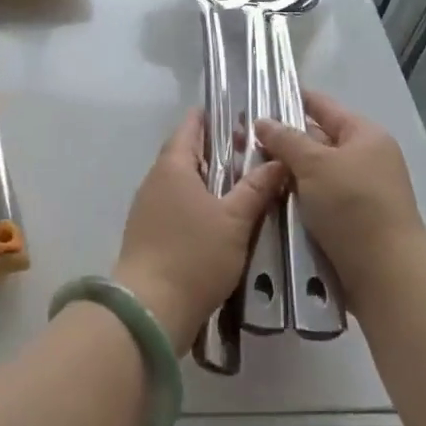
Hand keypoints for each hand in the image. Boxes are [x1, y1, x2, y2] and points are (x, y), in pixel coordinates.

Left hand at [113, 110, 285, 348]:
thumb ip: (256, 188)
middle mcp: (155, 180)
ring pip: (181, 182)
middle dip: (215, 150)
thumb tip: (278, 160)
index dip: (211, 118)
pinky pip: (175, 205)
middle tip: (249, 153)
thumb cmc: (194, 255)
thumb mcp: (235, 220)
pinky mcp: (148, 234)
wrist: (150, 308)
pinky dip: (197, 202)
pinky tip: (218, 218)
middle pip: (185, 154)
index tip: (237, 117)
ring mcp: (148, 208)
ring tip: (241, 185)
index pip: (190, 127)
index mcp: (173, 166)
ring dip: (207, 179)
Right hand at [255, 91, 425, 306]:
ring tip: (244, 169)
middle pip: (316, 139)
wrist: (386, 275)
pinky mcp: (350, 220)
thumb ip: (286, 139)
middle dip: (281, 140)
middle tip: (239, 140)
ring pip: (312, 172)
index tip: (255, 97)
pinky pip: (315, 198)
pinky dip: (294, 196)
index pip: (322, 105)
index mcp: (364, 135)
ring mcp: (358, 191)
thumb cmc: (353, 207)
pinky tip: (265, 197)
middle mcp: (364, 158)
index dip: (291, 98)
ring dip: (284, 172)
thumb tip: (262, 121)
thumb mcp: (315, 165)